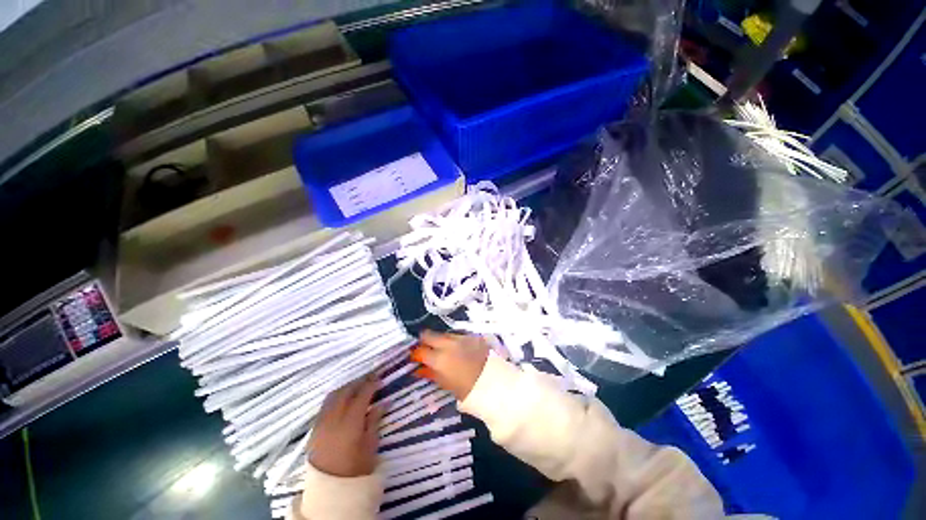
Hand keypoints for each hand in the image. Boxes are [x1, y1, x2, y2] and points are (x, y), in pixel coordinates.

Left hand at [308, 375, 382, 477]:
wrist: (330, 489)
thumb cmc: (355, 468)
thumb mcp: (370, 445)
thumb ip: (375, 420)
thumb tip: (384, 402)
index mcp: (350, 422)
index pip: (362, 395)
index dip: (372, 385)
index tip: (380, 379)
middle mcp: (334, 418)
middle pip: (346, 391)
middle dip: (359, 382)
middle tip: (370, 377)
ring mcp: (322, 422)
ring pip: (333, 396)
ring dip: (346, 387)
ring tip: (357, 385)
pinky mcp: (315, 429)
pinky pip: (325, 405)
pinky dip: (336, 397)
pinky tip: (343, 399)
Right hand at [411, 330, 489, 400]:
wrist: (496, 383)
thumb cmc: (468, 390)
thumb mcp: (446, 384)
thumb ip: (431, 373)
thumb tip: (419, 369)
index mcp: (439, 358)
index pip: (420, 351)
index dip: (416, 354)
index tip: (415, 358)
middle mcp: (448, 344)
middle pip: (429, 334)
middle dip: (425, 341)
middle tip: (426, 350)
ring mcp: (461, 337)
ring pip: (443, 334)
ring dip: (440, 340)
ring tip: (443, 350)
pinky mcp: (472, 336)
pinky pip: (458, 335)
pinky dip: (454, 341)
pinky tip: (457, 349)